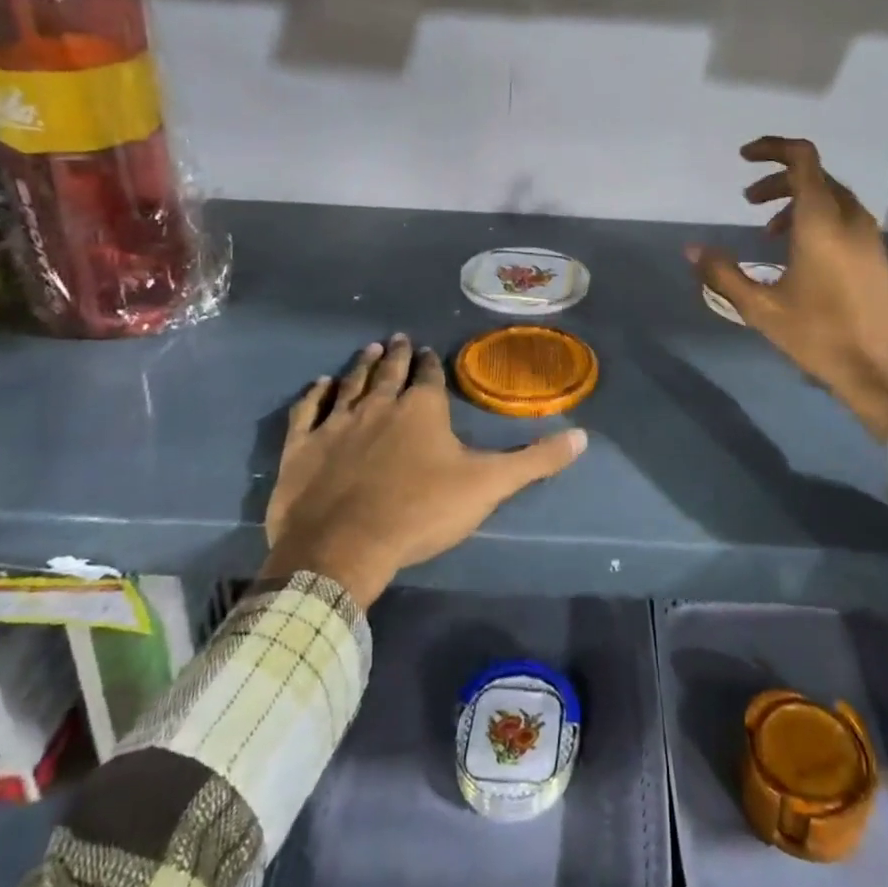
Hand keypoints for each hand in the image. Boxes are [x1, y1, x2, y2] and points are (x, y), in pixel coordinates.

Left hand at [262, 335, 585, 606]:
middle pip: (390, 371)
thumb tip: (584, 437)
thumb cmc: (419, 512)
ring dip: (362, 365)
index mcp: (422, 409)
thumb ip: (535, 460)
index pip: (430, 376)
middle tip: (400, 338)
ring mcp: (337, 423)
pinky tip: (320, 384)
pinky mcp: (303, 447)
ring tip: (371, 349)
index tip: (431, 352)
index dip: (433, 364)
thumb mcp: (488, 486)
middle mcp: (379, 405)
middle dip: (399, 354)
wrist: (343, 548)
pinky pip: (308, 411)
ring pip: (351, 383)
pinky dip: (315, 395)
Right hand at [689, 136, 887, 438]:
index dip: (772, 148)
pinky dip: (816, 218)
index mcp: (823, 220)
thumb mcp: (763, 309)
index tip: (743, 156)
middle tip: (748, 201)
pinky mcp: (878, 255)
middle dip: (778, 180)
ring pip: (831, 197)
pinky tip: (799, 255)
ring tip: (769, 232)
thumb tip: (692, 249)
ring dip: (797, 201)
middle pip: (814, 175)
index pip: (802, 158)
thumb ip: (724, 275)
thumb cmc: (823, 337)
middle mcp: (850, 218)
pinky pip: (844, 218)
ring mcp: (870, 236)